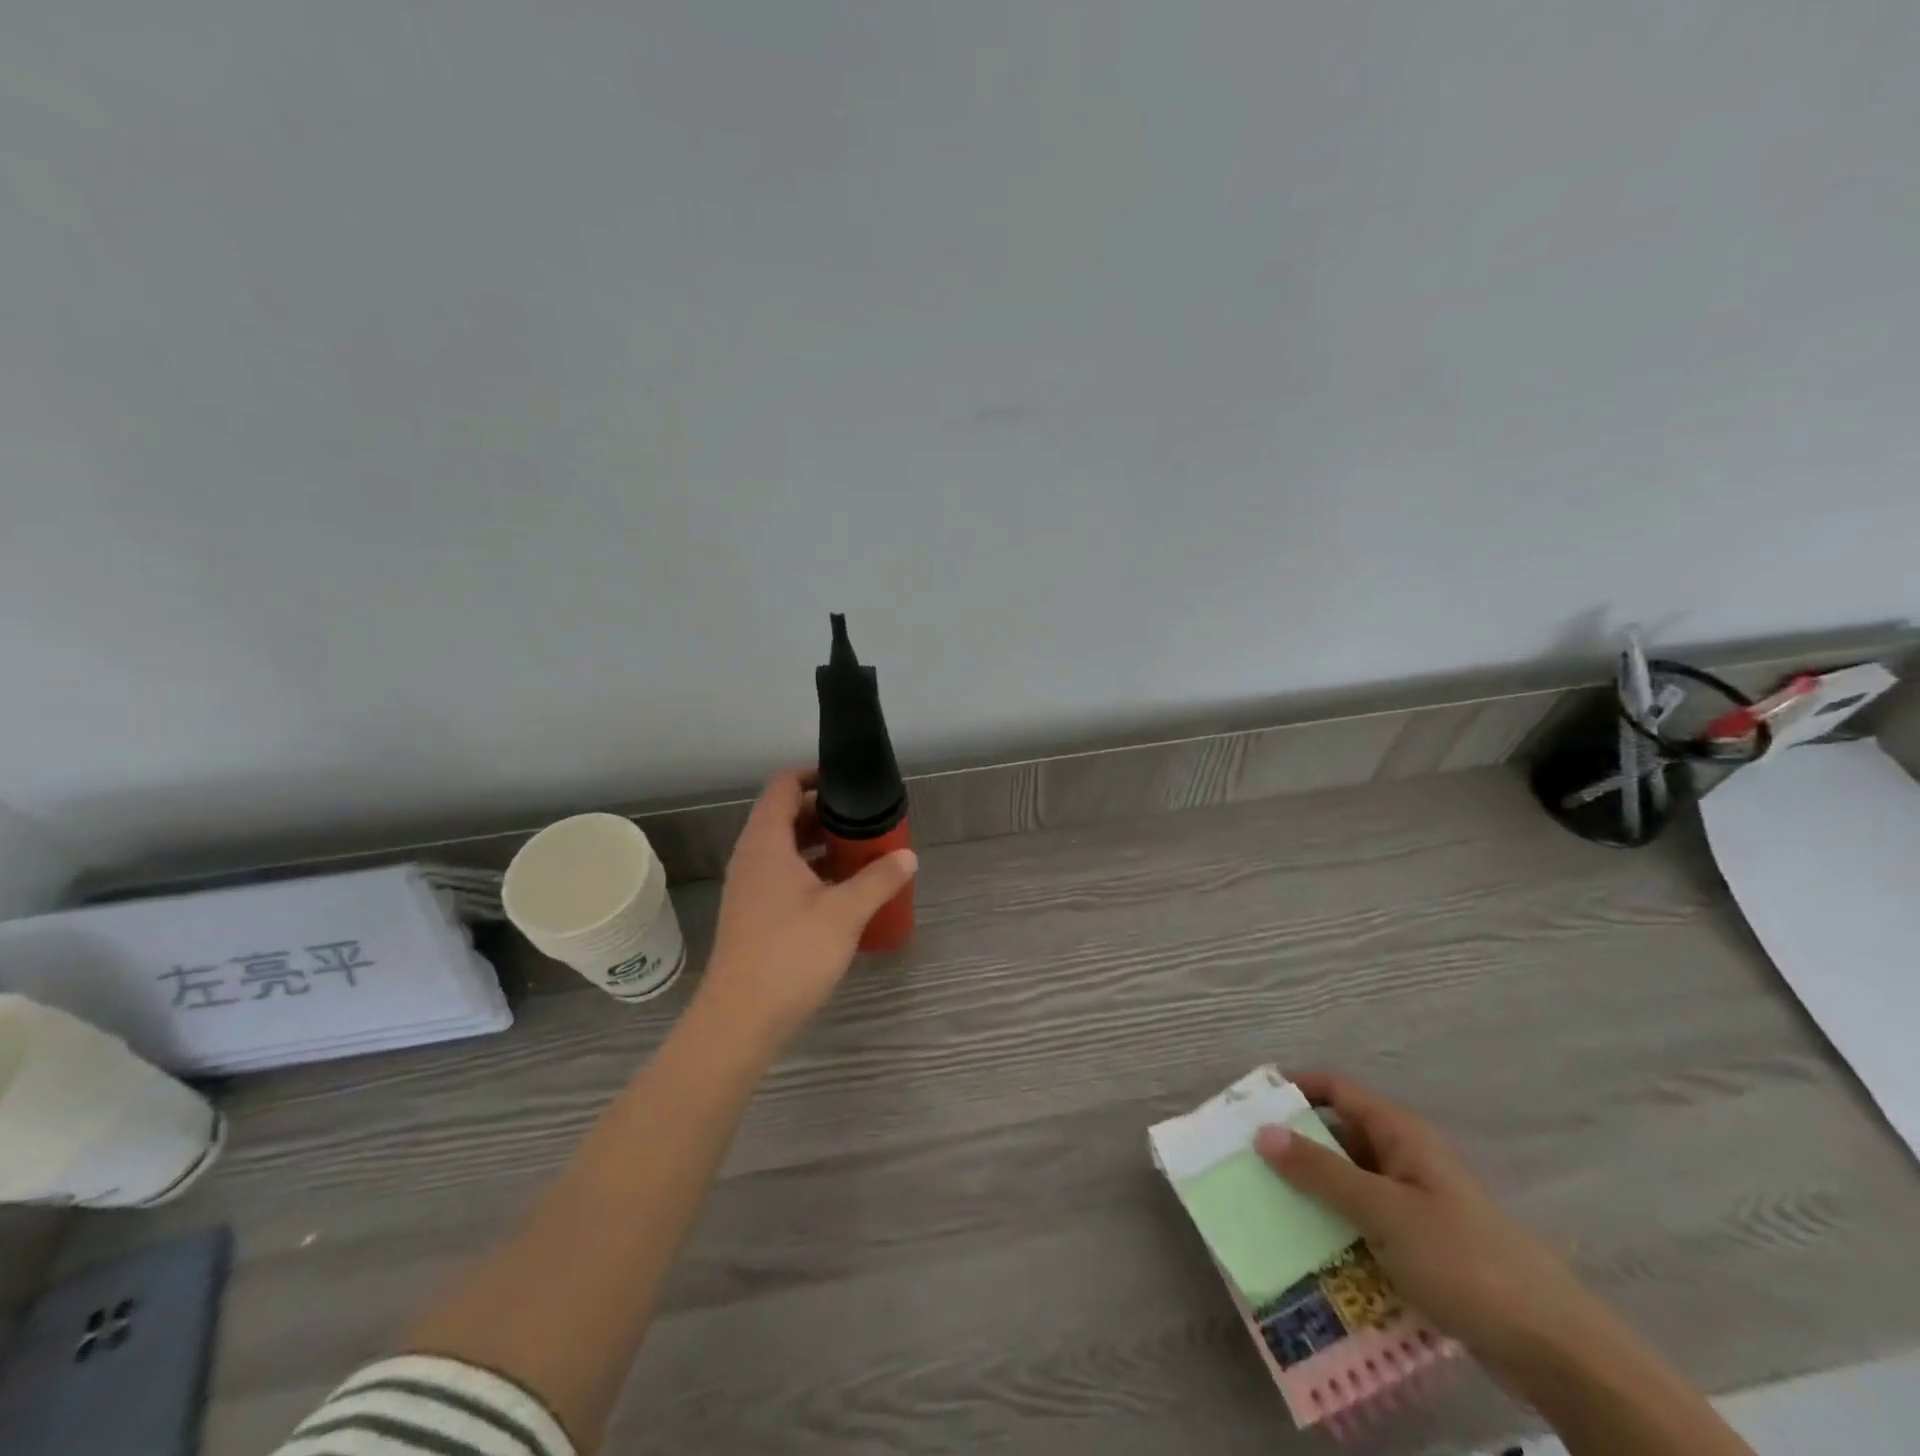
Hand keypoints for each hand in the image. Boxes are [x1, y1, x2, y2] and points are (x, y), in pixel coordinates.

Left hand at [696, 769, 917, 1051]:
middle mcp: (752, 857)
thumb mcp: (844, 913)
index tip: (849, 781)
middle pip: (785, 815)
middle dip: (826, 813)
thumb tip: (908, 856)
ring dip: (820, 845)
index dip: (814, 774)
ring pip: (785, 849)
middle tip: (866, 820)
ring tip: (862, 853)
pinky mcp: (753, 914)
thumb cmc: (791, 954)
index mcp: (766, 842)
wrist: (740, 1020)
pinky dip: (811, 871)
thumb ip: (879, 879)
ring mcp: (749, 887)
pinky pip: (783, 875)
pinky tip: (843, 892)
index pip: (783, 786)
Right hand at [1255, 1073, 1610, 1386]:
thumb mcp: (1383, 1212)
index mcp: (1401, 1134)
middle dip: (1296, 1149)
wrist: (1556, 1350)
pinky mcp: (1425, 1246)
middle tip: (1249, 1165)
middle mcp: (1407, 1159)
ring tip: (1269, 1211)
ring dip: (1315, 1195)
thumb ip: (1321, 1172)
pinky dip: (1340, 1231)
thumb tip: (1263, 1130)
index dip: (1295, 1089)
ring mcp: (1418, 1204)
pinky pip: (1368, 1225)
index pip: (1337, 1089)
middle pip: (1340, 1137)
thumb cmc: (1464, 1261)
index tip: (1251, 1105)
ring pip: (1352, 1185)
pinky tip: (1313, 1254)